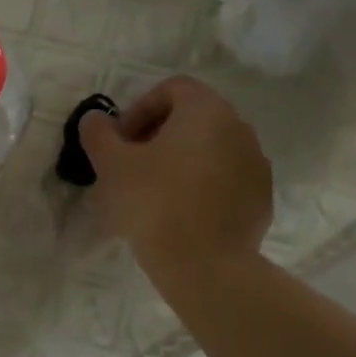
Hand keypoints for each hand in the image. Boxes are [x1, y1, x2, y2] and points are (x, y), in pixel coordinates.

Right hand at [79, 76, 273, 279]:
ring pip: (210, 150)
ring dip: (180, 162)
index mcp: (206, 111)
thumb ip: (98, 133)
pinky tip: (180, 215)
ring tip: (153, 194)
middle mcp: (239, 128)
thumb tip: (95, 119)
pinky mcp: (260, 198)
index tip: (119, 143)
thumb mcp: (112, 165)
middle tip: (131, 167)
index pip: (171, 89)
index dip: (138, 110)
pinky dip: (201, 187)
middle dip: (157, 136)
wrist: (205, 266)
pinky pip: (225, 180)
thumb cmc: (154, 204)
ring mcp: (255, 164)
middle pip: (193, 118)